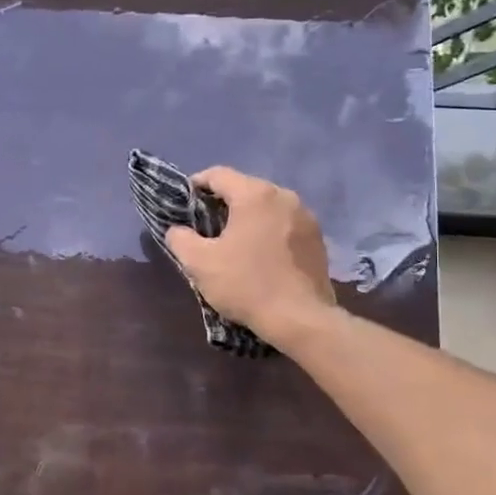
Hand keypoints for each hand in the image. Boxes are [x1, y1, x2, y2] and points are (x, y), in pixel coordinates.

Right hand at [164, 166, 335, 345]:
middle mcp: (284, 196)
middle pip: (245, 188)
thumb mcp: (200, 263)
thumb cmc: (246, 285)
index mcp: (254, 194)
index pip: (218, 174)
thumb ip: (180, 239)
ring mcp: (306, 216)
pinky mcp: (318, 238)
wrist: (301, 320)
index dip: (196, 185)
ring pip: (267, 206)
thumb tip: (177, 230)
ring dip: (248, 218)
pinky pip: (285, 224)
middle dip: (223, 203)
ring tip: (234, 242)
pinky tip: (261, 255)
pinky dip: (269, 232)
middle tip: (206, 226)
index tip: (185, 204)